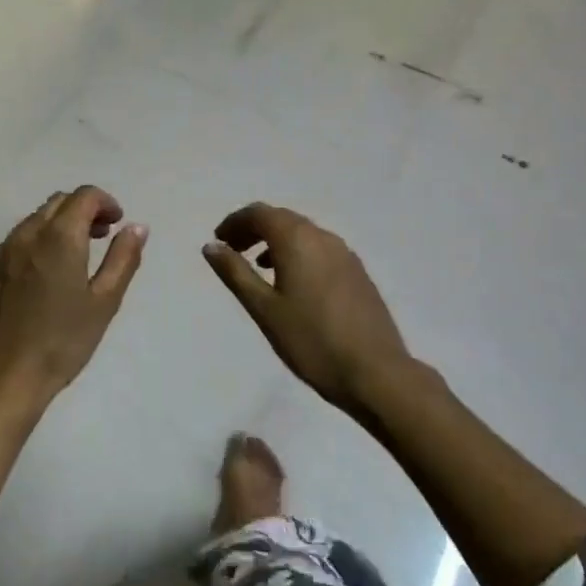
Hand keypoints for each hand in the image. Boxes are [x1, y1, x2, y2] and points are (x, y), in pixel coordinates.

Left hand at [0, 186, 146, 407]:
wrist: (1, 378)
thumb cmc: (61, 342)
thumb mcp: (104, 303)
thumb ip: (123, 259)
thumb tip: (137, 227)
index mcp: (59, 237)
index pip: (84, 196)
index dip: (106, 203)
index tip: (117, 224)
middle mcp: (25, 234)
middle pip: (57, 203)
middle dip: (83, 211)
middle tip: (101, 237)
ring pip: (33, 221)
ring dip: (58, 226)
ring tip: (73, 258)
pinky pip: (13, 243)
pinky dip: (35, 245)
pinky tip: (41, 278)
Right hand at [203, 203, 410, 418]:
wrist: (375, 372)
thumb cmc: (311, 341)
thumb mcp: (263, 309)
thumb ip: (235, 273)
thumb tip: (211, 246)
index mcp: (297, 240)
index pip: (260, 213)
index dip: (235, 222)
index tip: (218, 241)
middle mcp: (323, 237)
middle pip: (282, 219)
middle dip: (254, 229)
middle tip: (232, 251)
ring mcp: (346, 254)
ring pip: (303, 234)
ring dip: (276, 241)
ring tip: (259, 267)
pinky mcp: (358, 273)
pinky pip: (320, 249)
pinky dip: (298, 253)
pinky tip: (293, 283)